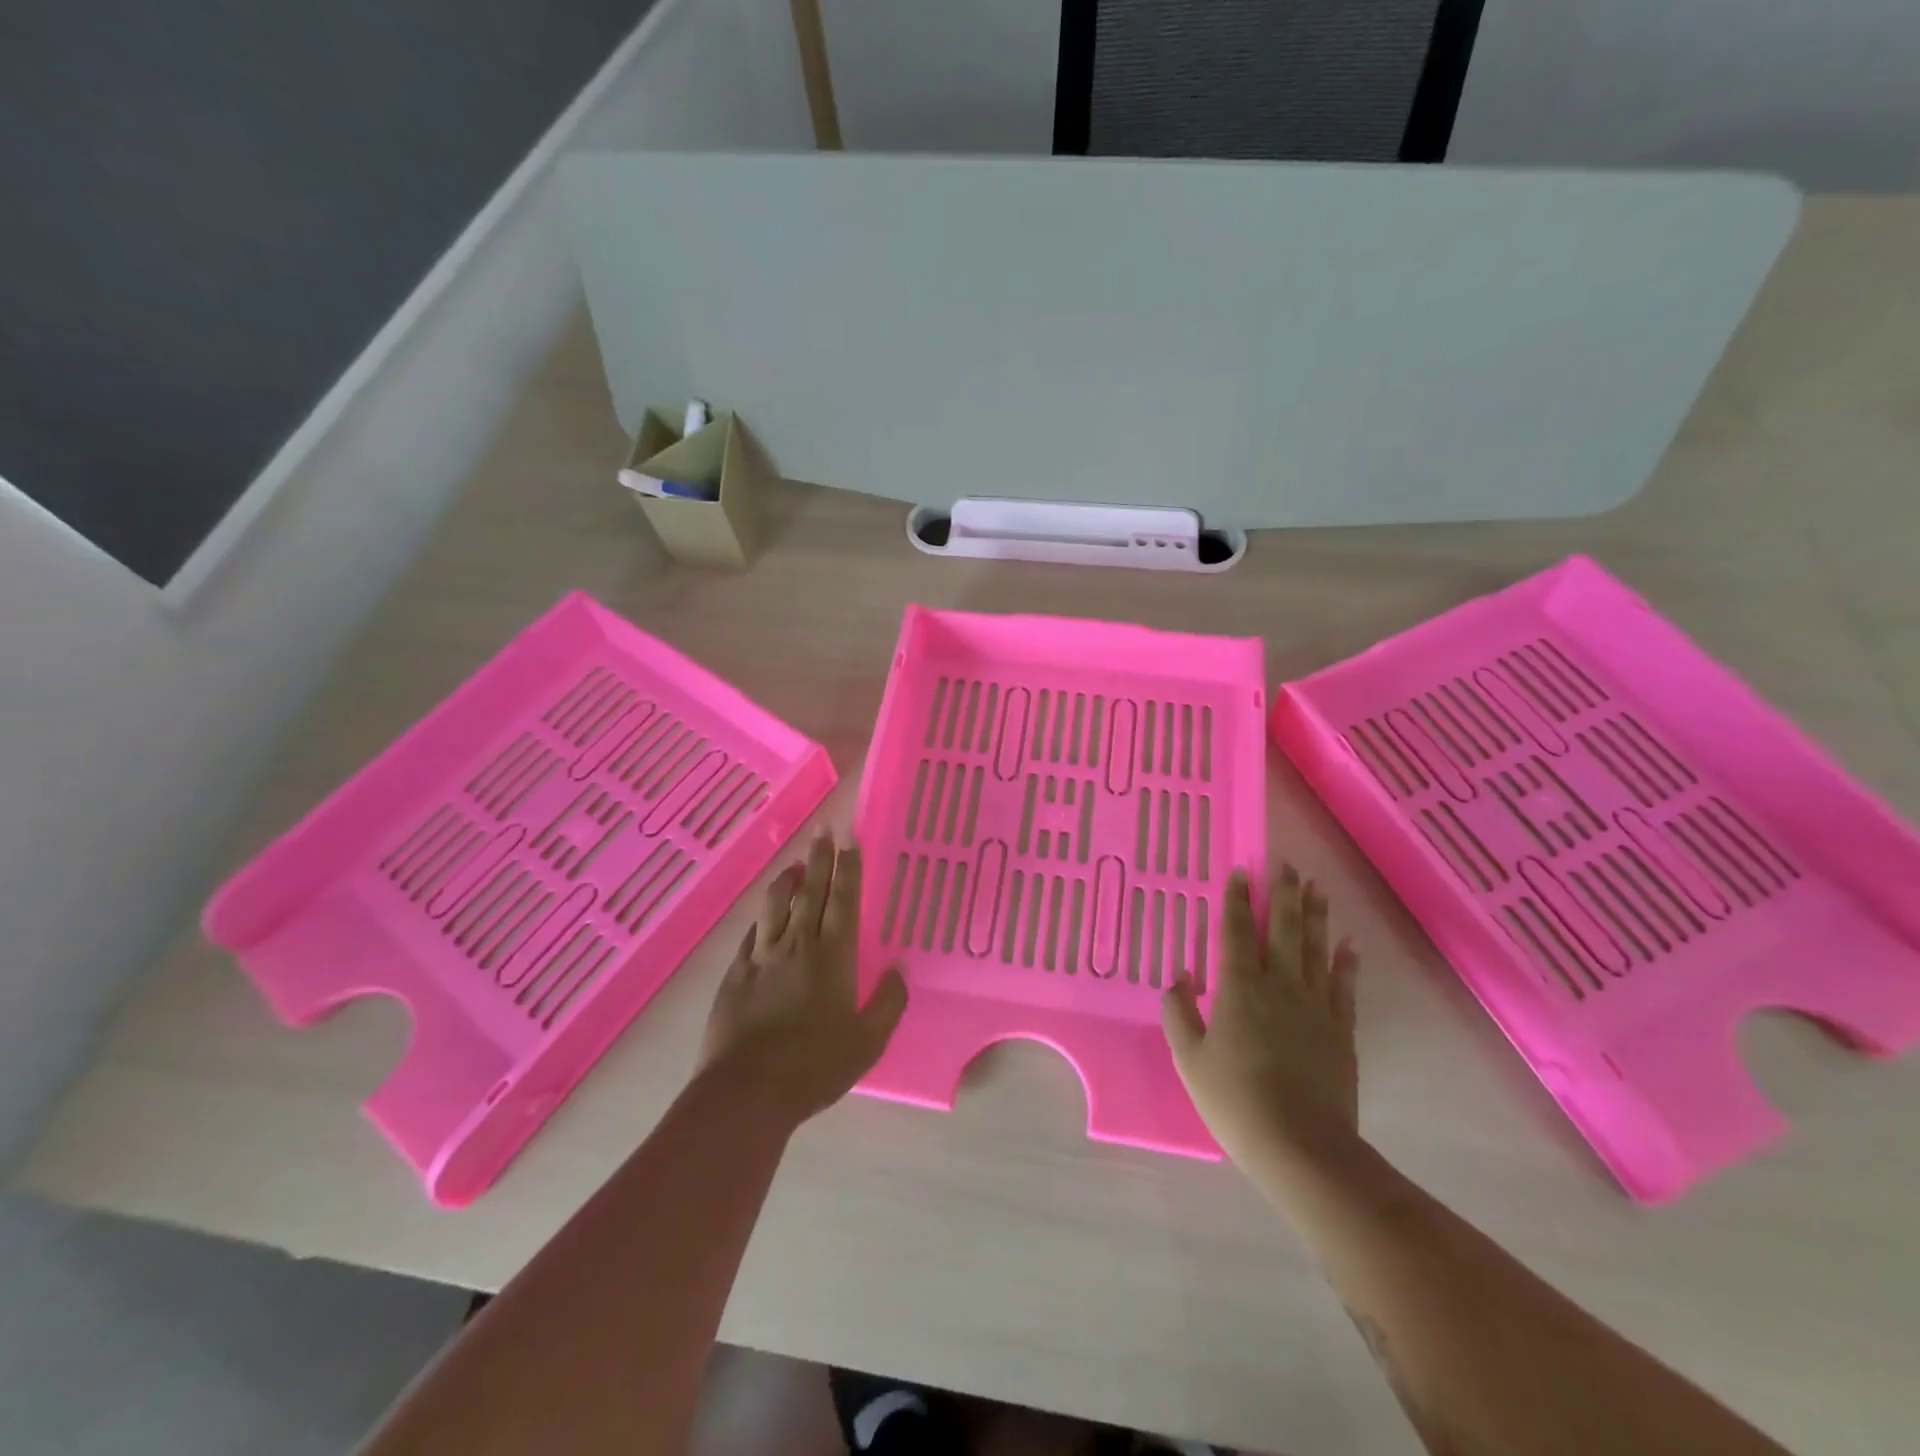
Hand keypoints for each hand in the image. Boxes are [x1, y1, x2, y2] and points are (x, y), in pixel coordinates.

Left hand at [699, 832, 907, 1126]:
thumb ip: (888, 1002)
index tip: (850, 841)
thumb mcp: (867, 1042)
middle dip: (819, 860)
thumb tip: (900, 967)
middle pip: (811, 893)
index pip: (844, 902)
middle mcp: (798, 947)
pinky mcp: (736, 975)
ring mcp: (762, 958)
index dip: (849, 870)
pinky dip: (762, 917)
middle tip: (823, 831)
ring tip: (795, 863)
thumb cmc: (814, 1067)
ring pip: (776, 907)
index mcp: (833, 958)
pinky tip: (764, 912)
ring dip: (787, 881)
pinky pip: (751, 934)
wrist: (746, 1092)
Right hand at [1161, 866, 1360, 1171]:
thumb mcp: (1188, 1058)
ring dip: (1315, 916)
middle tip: (1286, 865)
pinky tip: (1348, 944)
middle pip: (1282, 930)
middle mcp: (1279, 986)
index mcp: (1239, 988)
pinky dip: (1346, 962)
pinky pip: (1344, 986)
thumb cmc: (1234, 1099)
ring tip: (1317, 887)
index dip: (1236, 900)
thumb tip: (1182, 976)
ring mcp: (1315, 1006)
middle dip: (1283, 894)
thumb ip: (1178, 1011)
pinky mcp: (1340, 1030)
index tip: (1241, 872)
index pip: (1236, 932)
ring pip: (1315, 949)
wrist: (1301, 1146)